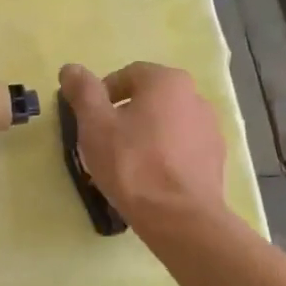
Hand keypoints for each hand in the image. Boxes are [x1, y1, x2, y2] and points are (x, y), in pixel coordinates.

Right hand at [59, 62, 226, 228]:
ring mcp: (210, 129)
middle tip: (104, 144)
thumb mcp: (95, 125)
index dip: (102, 96)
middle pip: (149, 99)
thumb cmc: (132, 164)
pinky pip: (181, 148)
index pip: (127, 75)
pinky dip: (164, 156)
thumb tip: (70, 68)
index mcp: (167, 81)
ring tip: (126, 166)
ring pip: (166, 125)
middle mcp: (195, 96)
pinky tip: (150, 180)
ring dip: (145, 136)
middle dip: (125, 116)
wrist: (180, 217)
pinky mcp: (215, 159)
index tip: (89, 122)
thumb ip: (83, 92)